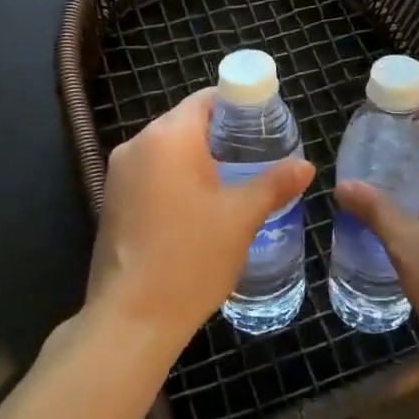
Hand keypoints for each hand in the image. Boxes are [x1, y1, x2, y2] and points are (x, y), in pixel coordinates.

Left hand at [88, 88, 314, 355]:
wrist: (132, 319)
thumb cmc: (191, 258)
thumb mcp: (242, 217)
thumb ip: (275, 183)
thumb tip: (306, 165)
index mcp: (168, 136)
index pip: (207, 99)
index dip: (239, 106)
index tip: (265, 125)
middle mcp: (137, 144)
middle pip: (186, 122)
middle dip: (222, 135)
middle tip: (258, 156)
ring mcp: (119, 173)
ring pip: (168, 149)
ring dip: (199, 158)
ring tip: (235, 181)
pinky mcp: (112, 200)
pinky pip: (152, 173)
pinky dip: (177, 178)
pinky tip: (201, 206)